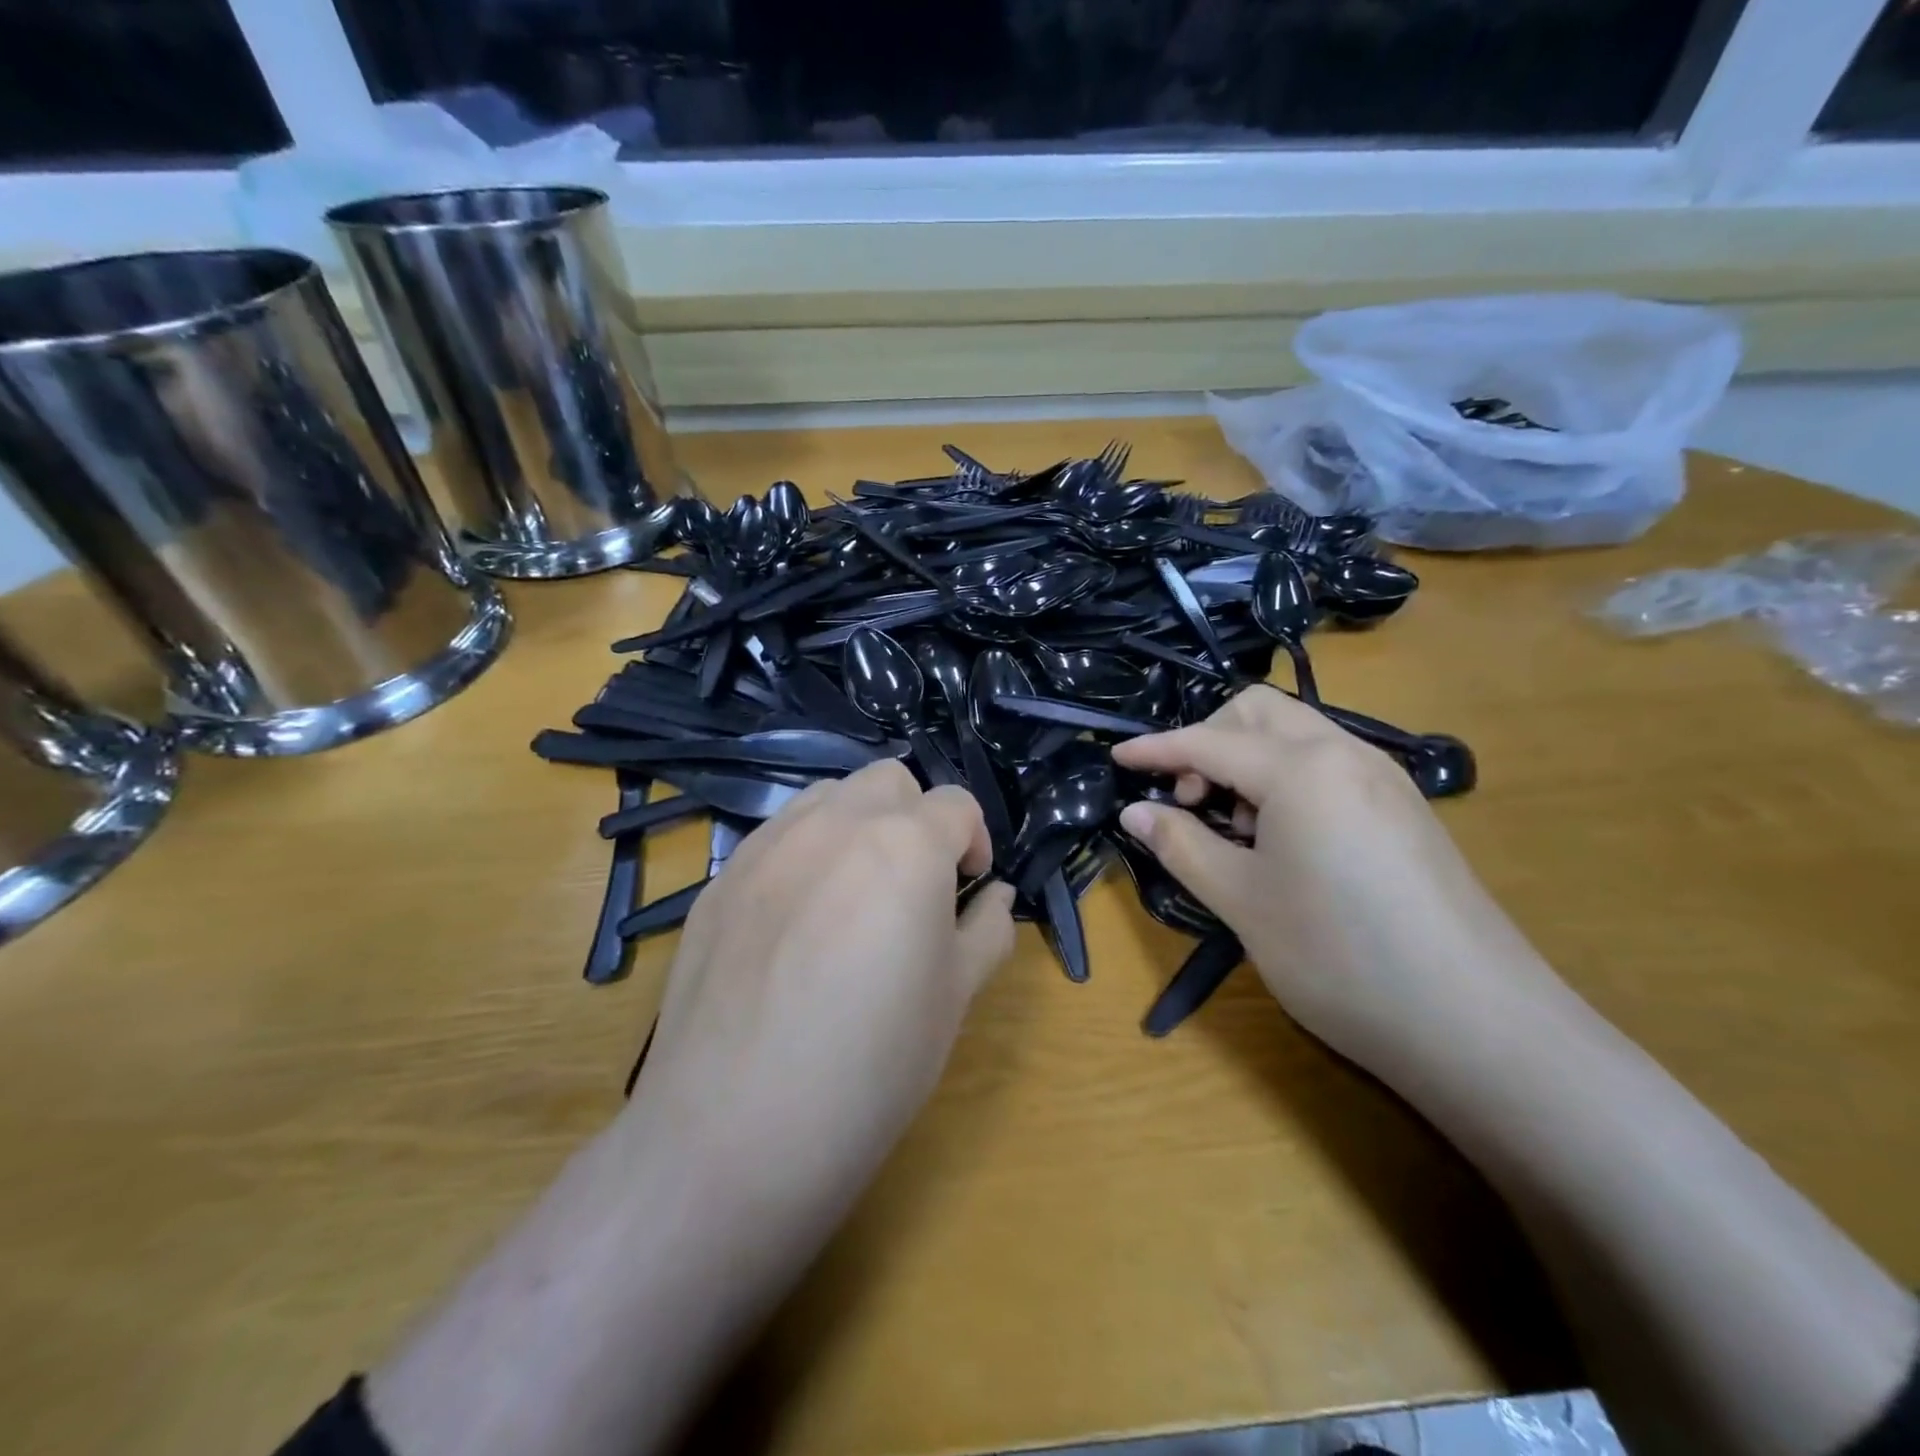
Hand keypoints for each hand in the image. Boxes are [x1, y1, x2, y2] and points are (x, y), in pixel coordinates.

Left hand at [630, 762, 1015, 1270]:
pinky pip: (777, 835)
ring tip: (854, 893)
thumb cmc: (872, 1065)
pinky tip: (796, 921)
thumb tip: (995, 896)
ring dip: (858, 823)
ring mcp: (769, 845)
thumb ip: (987, 930)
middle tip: (915, 884)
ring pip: (829, 796)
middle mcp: (835, 824)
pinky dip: (805, 851)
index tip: (967, 889)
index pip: (957, 806)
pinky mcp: (722, 877)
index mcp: (906, 846)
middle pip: (891, 781)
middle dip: (916, 818)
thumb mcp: (955, 998)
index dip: (974, 843)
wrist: (735, 1130)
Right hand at [1111, 687, 1562, 1078]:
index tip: (1117, 757)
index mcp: (1301, 767)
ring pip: (1297, 735)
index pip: (1209, 740)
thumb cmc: (1339, 956)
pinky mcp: (1406, 810)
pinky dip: (1287, 781)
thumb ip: (1181, 844)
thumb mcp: (1241, 901)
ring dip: (1248, 761)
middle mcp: (1346, 753)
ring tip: (1234, 828)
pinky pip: (1328, 766)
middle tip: (1188, 800)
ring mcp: (1384, 778)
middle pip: (1258, 712)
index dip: (1156, 748)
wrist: (1479, 1025)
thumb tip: (1135, 811)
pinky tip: (1283, 841)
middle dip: (1208, 739)